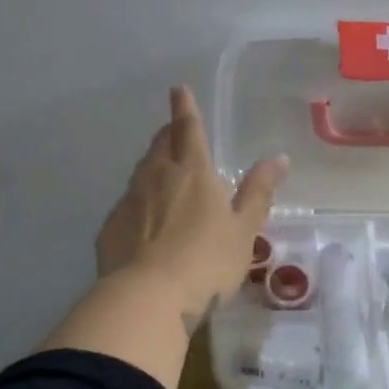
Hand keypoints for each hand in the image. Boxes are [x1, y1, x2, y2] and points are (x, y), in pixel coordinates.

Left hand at [95, 86, 287, 330]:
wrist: (147, 298)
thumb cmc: (206, 261)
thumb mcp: (244, 230)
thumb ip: (258, 192)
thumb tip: (278, 158)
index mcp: (192, 172)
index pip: (189, 129)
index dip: (185, 108)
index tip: (178, 90)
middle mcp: (157, 177)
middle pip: (161, 145)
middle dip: (168, 135)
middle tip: (175, 132)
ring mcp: (129, 201)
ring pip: (142, 172)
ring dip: (153, 166)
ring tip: (163, 174)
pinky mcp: (111, 228)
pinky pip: (127, 205)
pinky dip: (139, 204)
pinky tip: (145, 223)